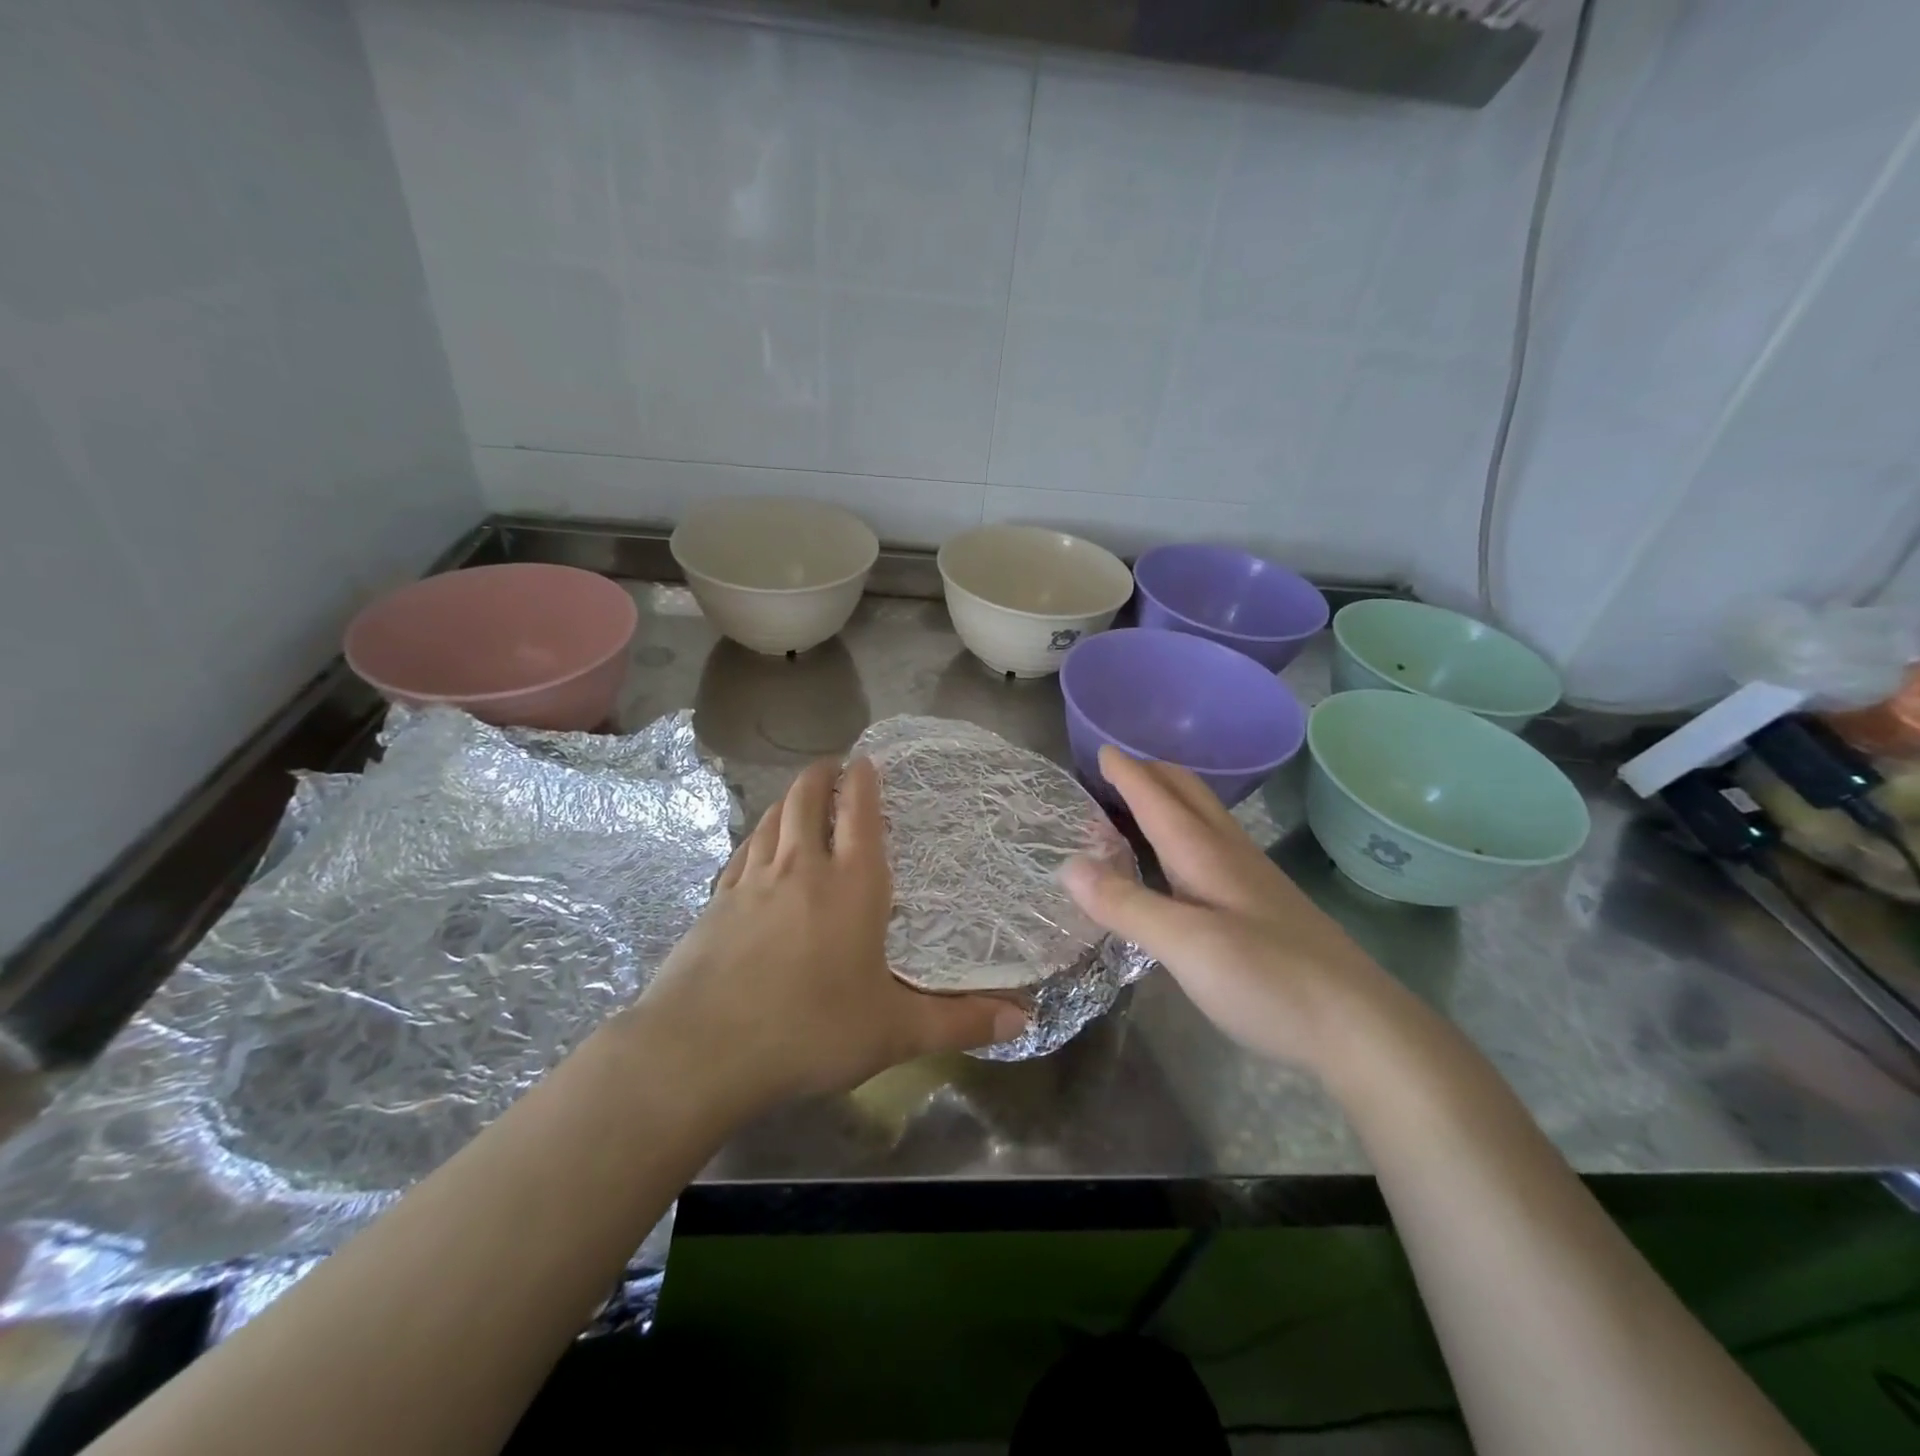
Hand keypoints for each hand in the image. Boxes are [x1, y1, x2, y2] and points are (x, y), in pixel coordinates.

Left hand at [637, 756, 1028, 1114]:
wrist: (701, 1050)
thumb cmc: (810, 1031)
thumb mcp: (894, 1031)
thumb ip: (959, 1022)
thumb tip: (1023, 1021)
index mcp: (852, 885)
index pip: (860, 813)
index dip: (863, 780)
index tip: (865, 760)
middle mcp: (801, 868)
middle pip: (808, 799)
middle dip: (821, 775)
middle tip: (834, 768)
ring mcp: (752, 881)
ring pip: (772, 818)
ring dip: (789, 799)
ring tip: (800, 796)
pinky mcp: (716, 901)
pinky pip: (742, 851)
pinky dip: (757, 836)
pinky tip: (757, 847)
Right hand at [1062, 746, 1391, 1070]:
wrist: (1361, 1028)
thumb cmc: (1269, 979)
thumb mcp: (1186, 945)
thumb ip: (1126, 904)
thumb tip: (1067, 865)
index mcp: (1206, 853)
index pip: (1157, 797)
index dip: (1127, 772)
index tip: (1099, 750)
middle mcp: (1230, 854)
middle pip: (1188, 794)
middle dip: (1151, 773)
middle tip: (1115, 770)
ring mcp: (1253, 880)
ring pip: (1204, 818)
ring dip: (1168, 800)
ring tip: (1138, 805)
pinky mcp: (1265, 907)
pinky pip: (1213, 846)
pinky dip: (1183, 832)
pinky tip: (1180, 861)